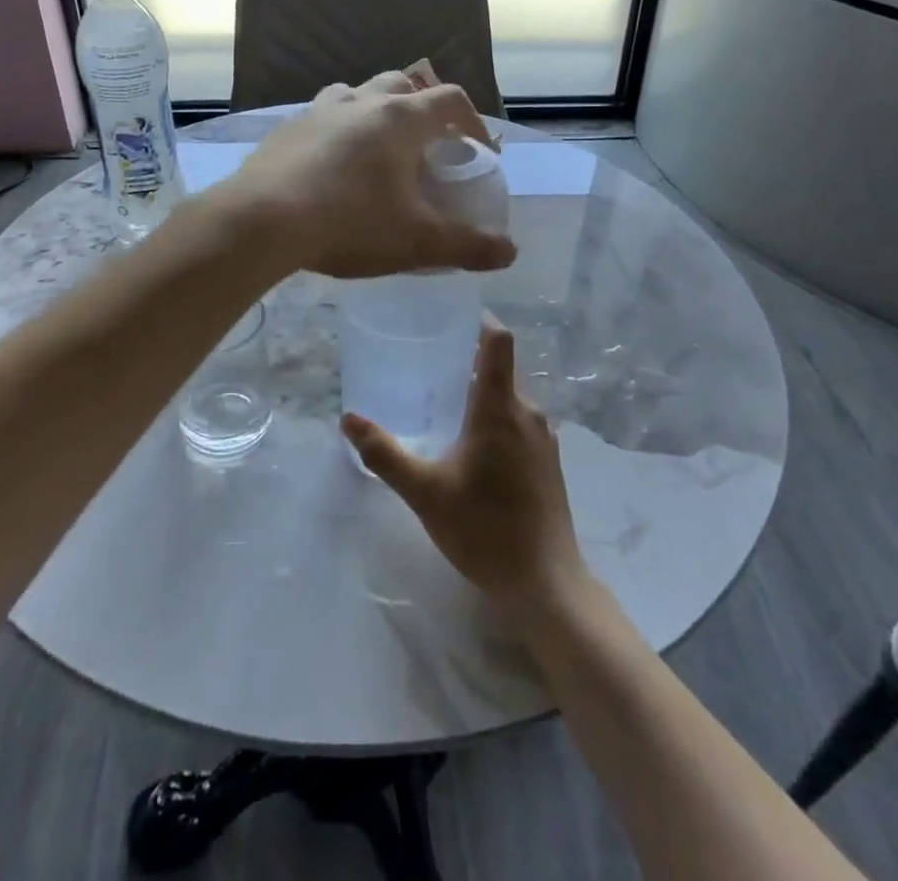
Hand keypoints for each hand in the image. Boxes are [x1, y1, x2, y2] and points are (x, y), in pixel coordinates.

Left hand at [226, 72, 515, 278]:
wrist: (260, 222)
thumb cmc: (348, 223)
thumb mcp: (416, 242)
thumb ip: (467, 246)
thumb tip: (509, 253)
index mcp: (399, 119)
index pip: (450, 100)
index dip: (474, 122)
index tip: (479, 151)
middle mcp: (359, 102)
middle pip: (403, 84)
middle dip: (423, 108)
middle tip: (428, 144)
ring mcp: (317, 111)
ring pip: (357, 94)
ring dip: (376, 111)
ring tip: (379, 148)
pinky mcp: (285, 129)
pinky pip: (322, 117)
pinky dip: (338, 130)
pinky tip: (331, 166)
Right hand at [343, 316, 588, 620]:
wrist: (545, 583)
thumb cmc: (484, 528)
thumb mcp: (425, 491)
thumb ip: (384, 454)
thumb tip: (348, 418)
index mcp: (499, 407)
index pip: (498, 341)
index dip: (479, 320)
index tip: (452, 314)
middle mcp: (528, 412)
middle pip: (500, 368)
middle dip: (468, 361)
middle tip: (429, 363)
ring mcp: (544, 438)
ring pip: (511, 398)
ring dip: (482, 393)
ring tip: (445, 403)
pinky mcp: (549, 462)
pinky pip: (520, 422)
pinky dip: (496, 418)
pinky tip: (473, 446)